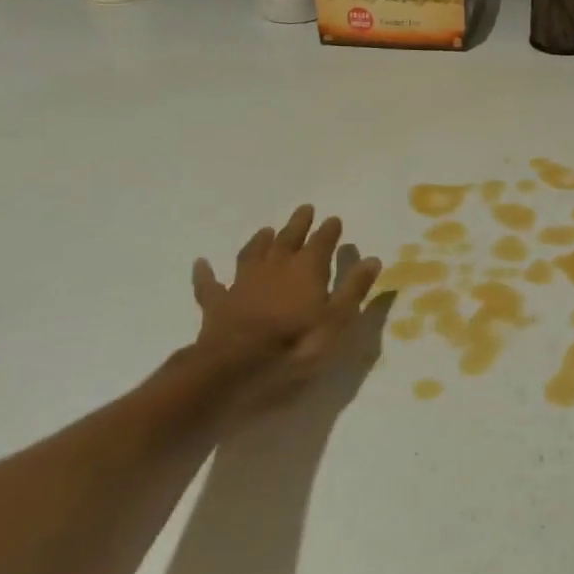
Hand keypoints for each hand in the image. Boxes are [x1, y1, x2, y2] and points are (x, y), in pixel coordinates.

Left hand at [189, 204, 381, 417]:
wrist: (237, 364)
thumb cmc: (296, 343)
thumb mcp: (338, 319)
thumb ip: (354, 288)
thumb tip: (372, 259)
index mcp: (307, 269)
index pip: (322, 242)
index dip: (329, 231)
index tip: (334, 219)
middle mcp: (276, 267)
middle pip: (288, 239)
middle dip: (298, 224)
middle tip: (305, 208)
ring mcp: (244, 283)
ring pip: (252, 254)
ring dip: (260, 241)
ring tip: (266, 230)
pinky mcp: (218, 303)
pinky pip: (210, 284)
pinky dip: (205, 273)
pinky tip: (201, 263)